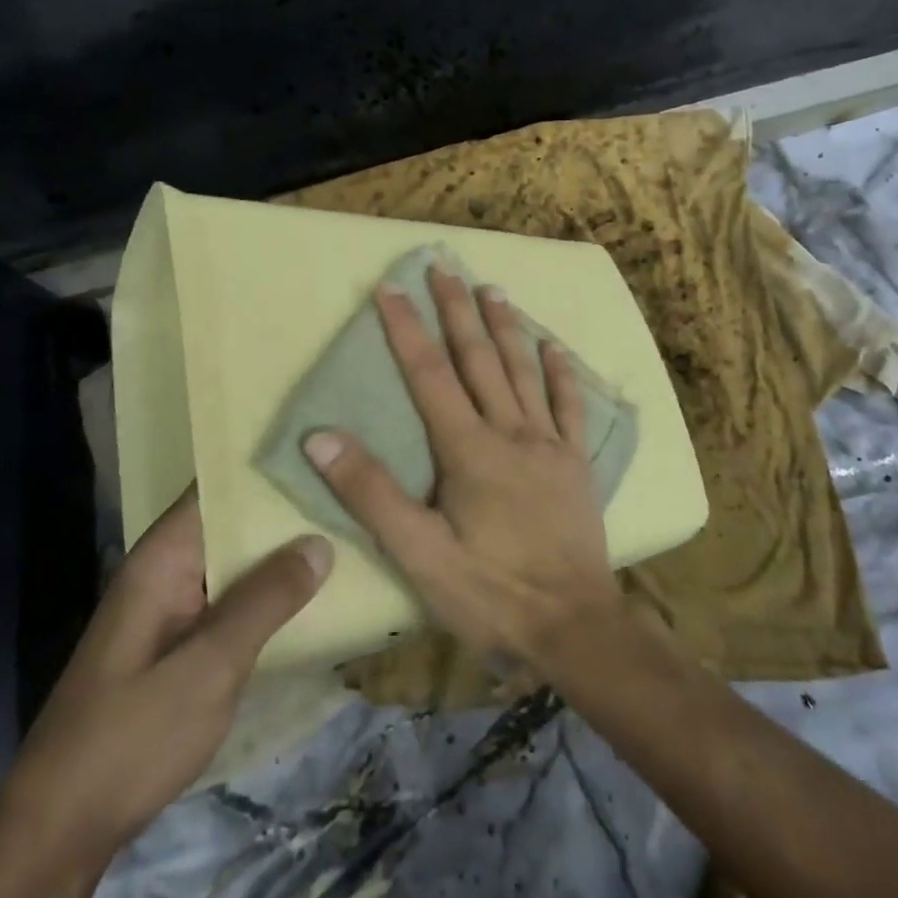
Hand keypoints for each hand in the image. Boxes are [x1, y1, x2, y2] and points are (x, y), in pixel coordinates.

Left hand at [0, 492, 331, 865]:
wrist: (60, 833)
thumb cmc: (131, 738)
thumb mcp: (209, 667)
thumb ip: (265, 601)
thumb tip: (319, 541)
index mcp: (163, 558)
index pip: (218, 487)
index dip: (268, 465)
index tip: (325, 448)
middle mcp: (167, 571)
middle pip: (233, 522)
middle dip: (287, 510)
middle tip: (354, 493)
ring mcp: (173, 609)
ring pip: (237, 563)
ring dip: (283, 554)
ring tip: (350, 531)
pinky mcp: (181, 644)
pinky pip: (233, 601)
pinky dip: (270, 594)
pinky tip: (316, 594)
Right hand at [302, 267, 621, 667]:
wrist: (575, 629)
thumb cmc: (491, 593)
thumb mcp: (418, 554)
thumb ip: (371, 493)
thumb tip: (321, 437)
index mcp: (469, 450)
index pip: (429, 375)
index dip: (406, 330)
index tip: (390, 287)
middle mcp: (511, 432)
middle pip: (479, 359)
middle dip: (456, 311)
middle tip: (444, 267)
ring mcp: (549, 445)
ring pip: (524, 371)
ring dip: (506, 327)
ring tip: (492, 289)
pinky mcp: (576, 464)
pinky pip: (570, 407)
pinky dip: (561, 374)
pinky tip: (554, 347)